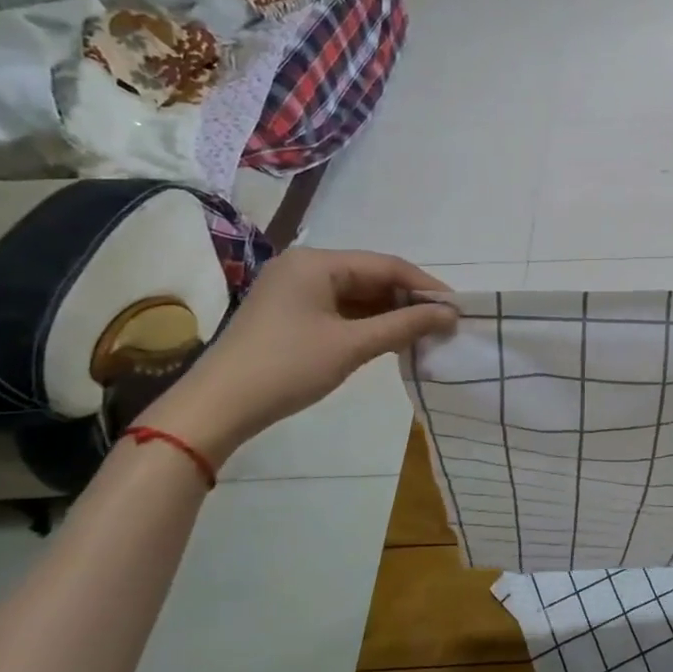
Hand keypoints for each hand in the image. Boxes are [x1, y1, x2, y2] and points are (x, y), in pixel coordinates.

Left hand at [141, 249, 457, 462]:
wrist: (215, 409)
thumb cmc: (287, 368)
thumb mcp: (352, 346)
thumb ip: (404, 325)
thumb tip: (450, 314)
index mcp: (316, 262)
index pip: (386, 265)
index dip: (425, 286)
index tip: (457, 308)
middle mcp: (304, 267)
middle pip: (371, 276)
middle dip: (408, 300)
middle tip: (443, 323)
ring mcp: (293, 290)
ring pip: (356, 294)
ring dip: (389, 313)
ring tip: (423, 333)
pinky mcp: (288, 314)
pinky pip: (339, 309)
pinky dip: (366, 323)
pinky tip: (389, 339)